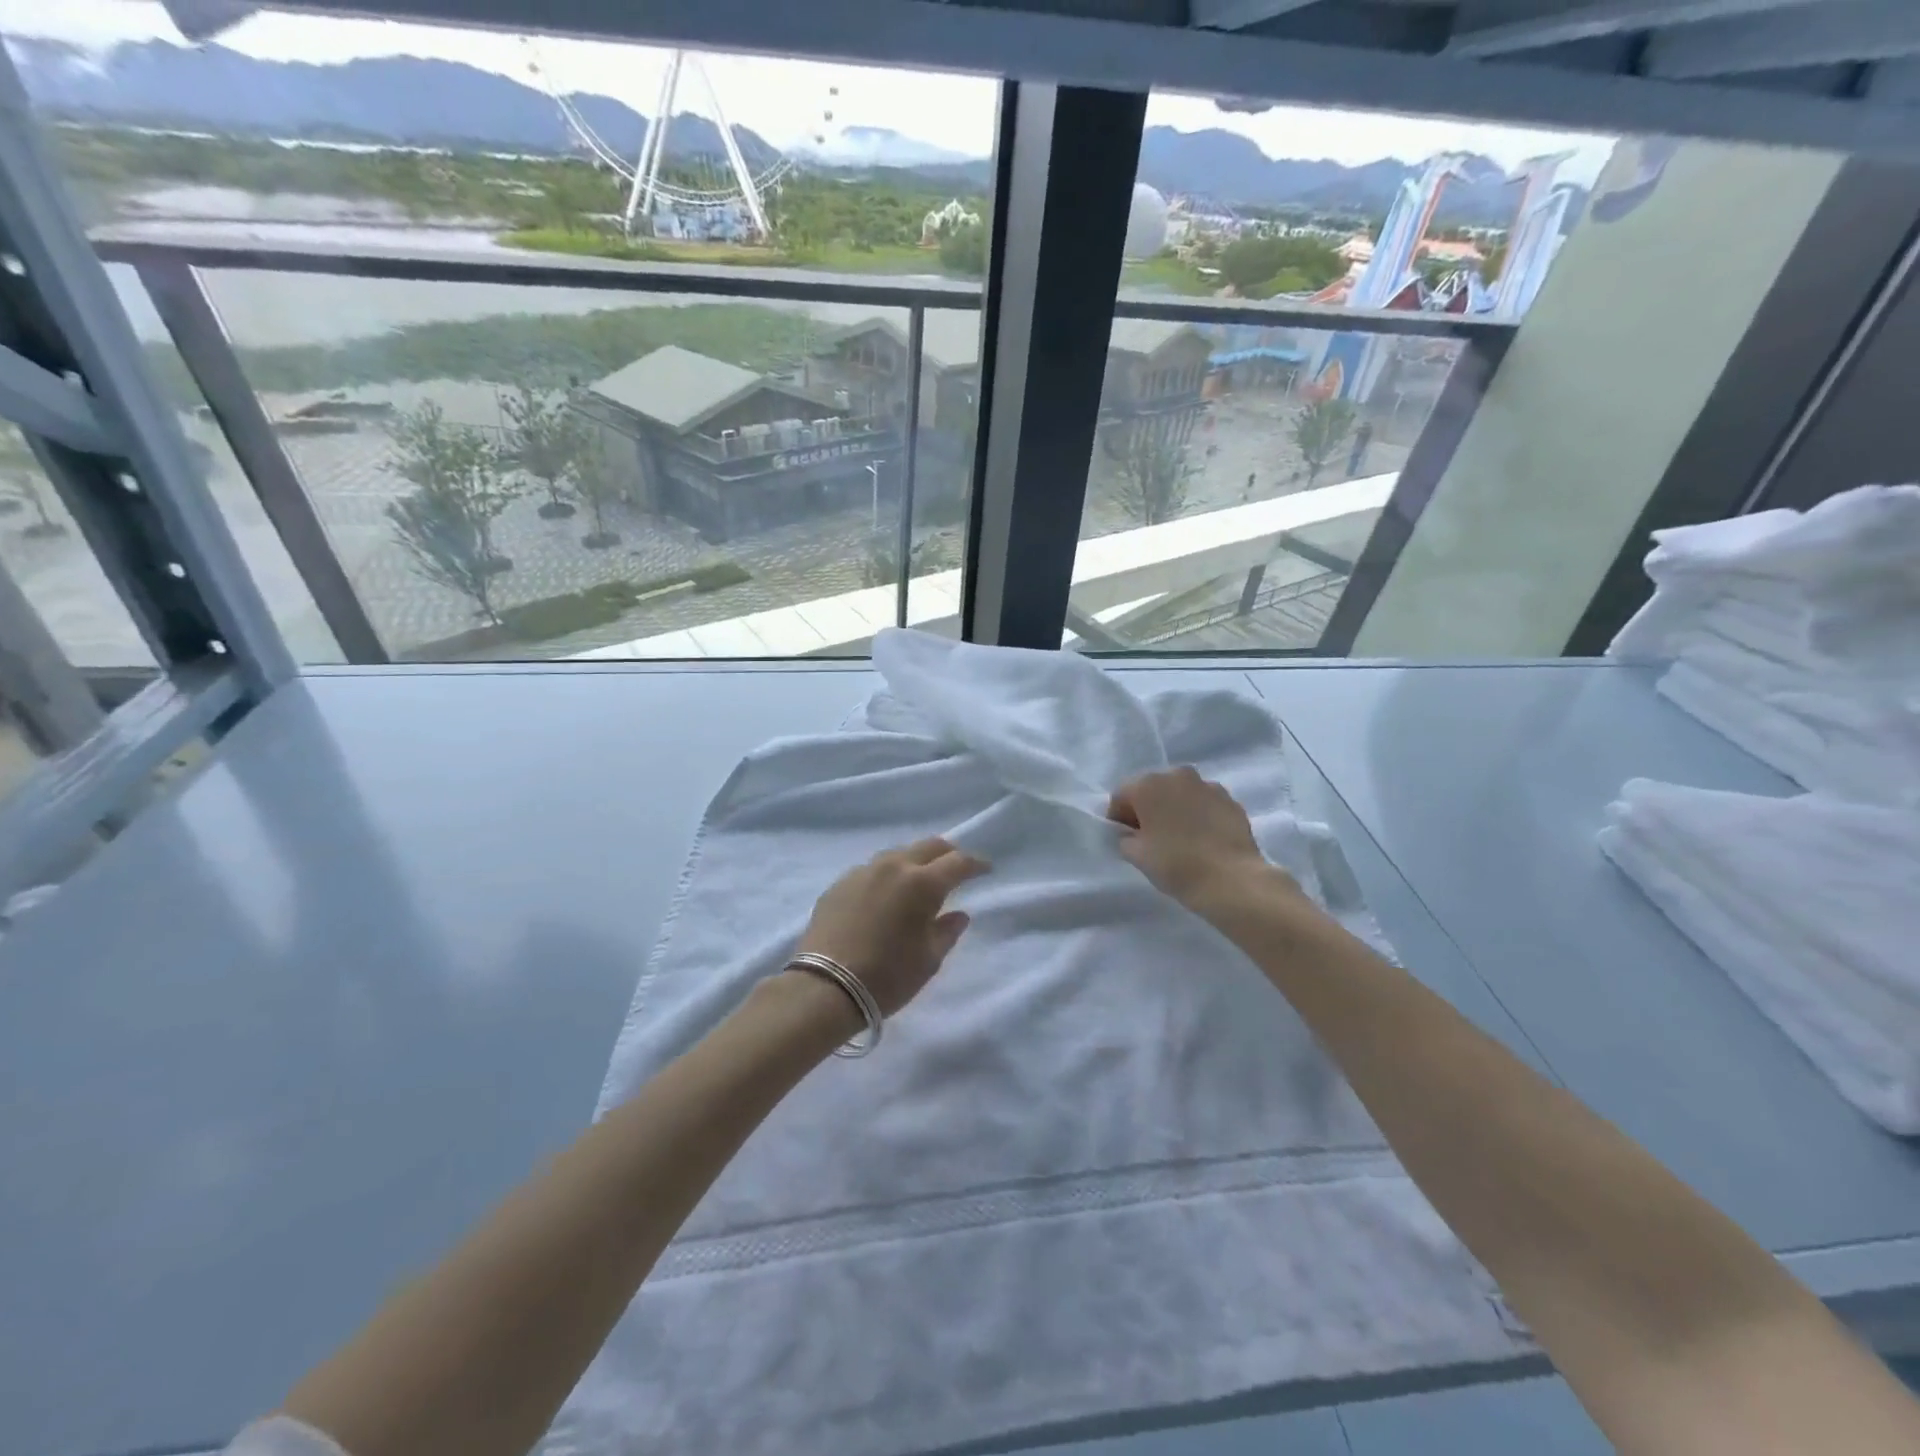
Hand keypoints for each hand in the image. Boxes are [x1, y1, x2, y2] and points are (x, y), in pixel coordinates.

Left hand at [794, 838, 988, 1018]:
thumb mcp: (928, 960)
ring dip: (915, 861)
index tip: (986, 869)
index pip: (958, 862)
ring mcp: (862, 872)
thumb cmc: (887, 977)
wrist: (824, 988)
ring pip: (898, 854)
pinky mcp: (839, 884)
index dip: (976, 864)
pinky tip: (886, 894)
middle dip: (947, 854)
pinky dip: (888, 875)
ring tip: (920, 880)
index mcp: (922, 883)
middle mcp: (893, 867)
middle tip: (956, 868)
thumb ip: (947, 931)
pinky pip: (872, 870)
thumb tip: (958, 914)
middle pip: (928, 846)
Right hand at [1107, 767, 1281, 911]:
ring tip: (1180, 838)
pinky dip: (1199, 815)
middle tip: (1150, 838)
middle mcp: (1177, 775)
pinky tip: (1202, 840)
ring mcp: (1208, 785)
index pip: (1121, 796)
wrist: (1231, 880)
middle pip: (1152, 790)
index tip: (1125, 839)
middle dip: (1148, 809)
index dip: (1119, 818)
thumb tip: (1132, 834)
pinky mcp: (1231, 800)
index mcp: (1148, 784)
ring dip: (1175, 809)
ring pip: (1181, 794)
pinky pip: (1205, 804)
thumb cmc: (1175, 864)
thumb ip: (1125, 838)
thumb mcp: (1136, 855)